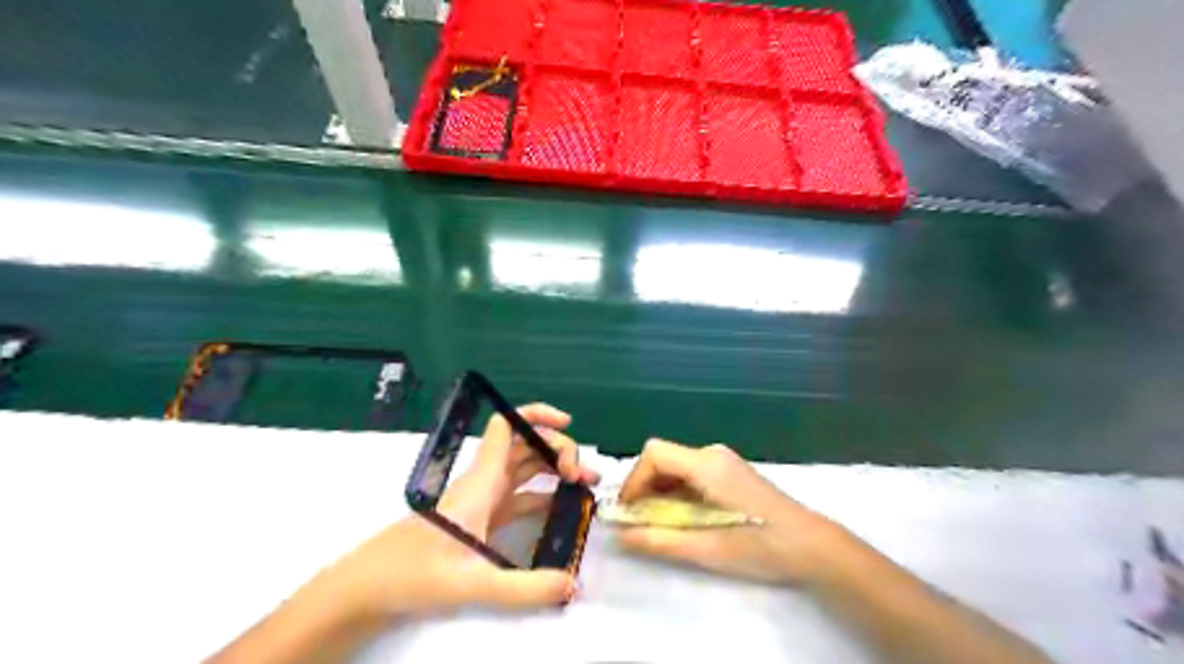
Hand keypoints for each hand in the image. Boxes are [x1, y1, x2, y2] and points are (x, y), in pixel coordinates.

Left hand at [322, 404, 602, 617]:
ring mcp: (484, 499)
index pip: (508, 426)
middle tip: (585, 477)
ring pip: (525, 467)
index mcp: (482, 481)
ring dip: (555, 469)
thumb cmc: (412, 573)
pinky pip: (521, 495)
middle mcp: (485, 481)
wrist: (370, 585)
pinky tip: (562, 509)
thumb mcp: (471, 583)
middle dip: (559, 449)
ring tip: (585, 487)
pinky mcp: (483, 517)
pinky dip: (544, 494)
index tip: (568, 423)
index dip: (538, 414)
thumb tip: (571, 585)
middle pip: (526, 445)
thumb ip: (523, 588)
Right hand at [615, 439, 845, 583]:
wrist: (812, 545)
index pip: (654, 454)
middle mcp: (712, 454)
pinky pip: (691, 473)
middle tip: (640, 522)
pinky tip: (684, 517)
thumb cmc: (761, 545)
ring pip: (676, 465)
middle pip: (662, 458)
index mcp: (706, 464)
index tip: (628, 512)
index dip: (634, 480)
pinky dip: (677, 491)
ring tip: (659, 524)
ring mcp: (723, 461)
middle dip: (644, 487)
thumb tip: (620, 536)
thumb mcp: (706, 548)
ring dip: (660, 491)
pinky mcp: (730, 472)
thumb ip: (659, 541)